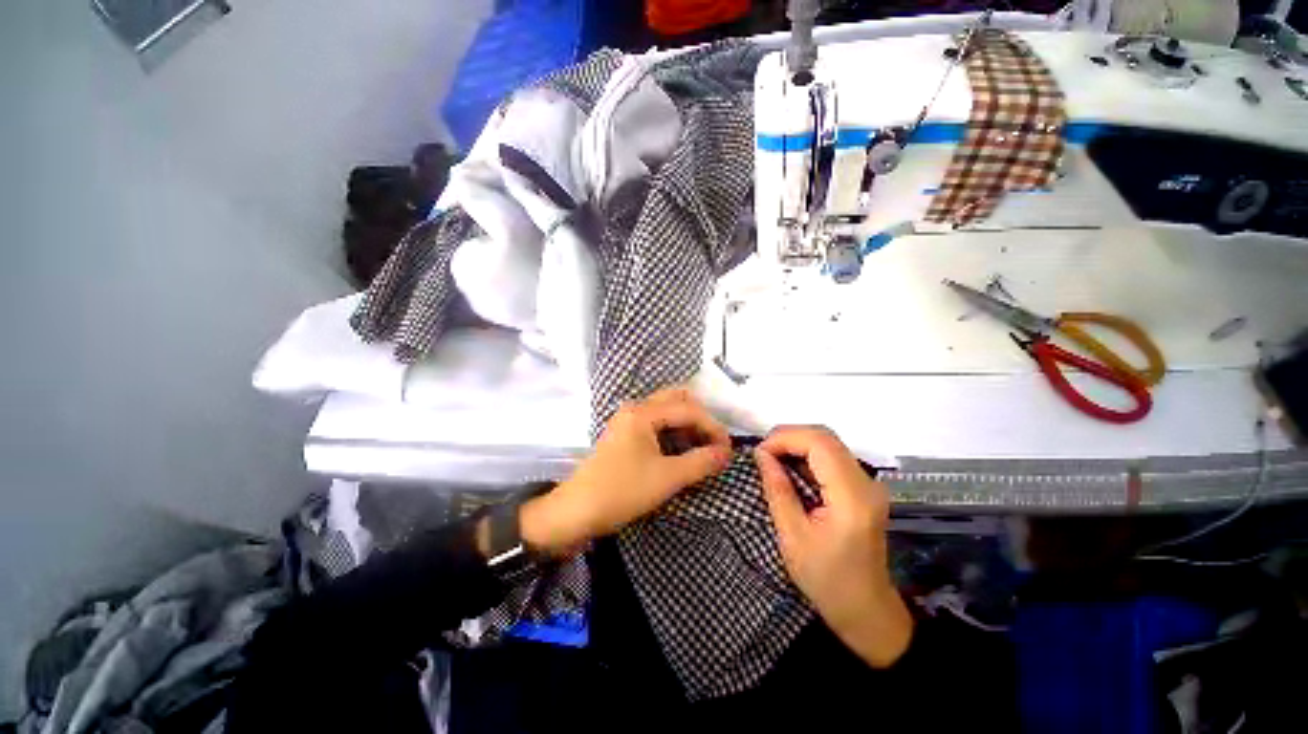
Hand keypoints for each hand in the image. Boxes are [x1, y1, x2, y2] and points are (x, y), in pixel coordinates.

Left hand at [518, 387, 732, 554]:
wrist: (576, 512)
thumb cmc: (622, 491)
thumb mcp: (667, 478)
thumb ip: (701, 462)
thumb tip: (726, 453)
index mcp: (643, 412)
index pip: (689, 410)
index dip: (713, 427)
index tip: (728, 450)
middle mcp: (635, 408)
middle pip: (677, 400)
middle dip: (700, 419)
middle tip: (713, 442)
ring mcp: (628, 420)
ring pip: (666, 411)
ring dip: (687, 425)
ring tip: (701, 449)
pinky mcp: (625, 434)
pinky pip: (656, 424)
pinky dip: (673, 433)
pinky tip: (681, 452)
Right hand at [755, 426, 912, 667]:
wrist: (866, 610)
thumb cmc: (826, 580)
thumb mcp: (792, 536)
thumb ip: (777, 489)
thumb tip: (761, 454)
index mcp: (851, 497)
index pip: (820, 443)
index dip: (786, 438)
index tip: (760, 453)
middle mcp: (866, 483)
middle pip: (825, 437)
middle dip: (789, 437)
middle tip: (763, 454)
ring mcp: (868, 484)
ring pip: (829, 444)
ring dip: (797, 444)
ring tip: (772, 460)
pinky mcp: (863, 488)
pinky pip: (832, 458)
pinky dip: (807, 456)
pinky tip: (790, 470)